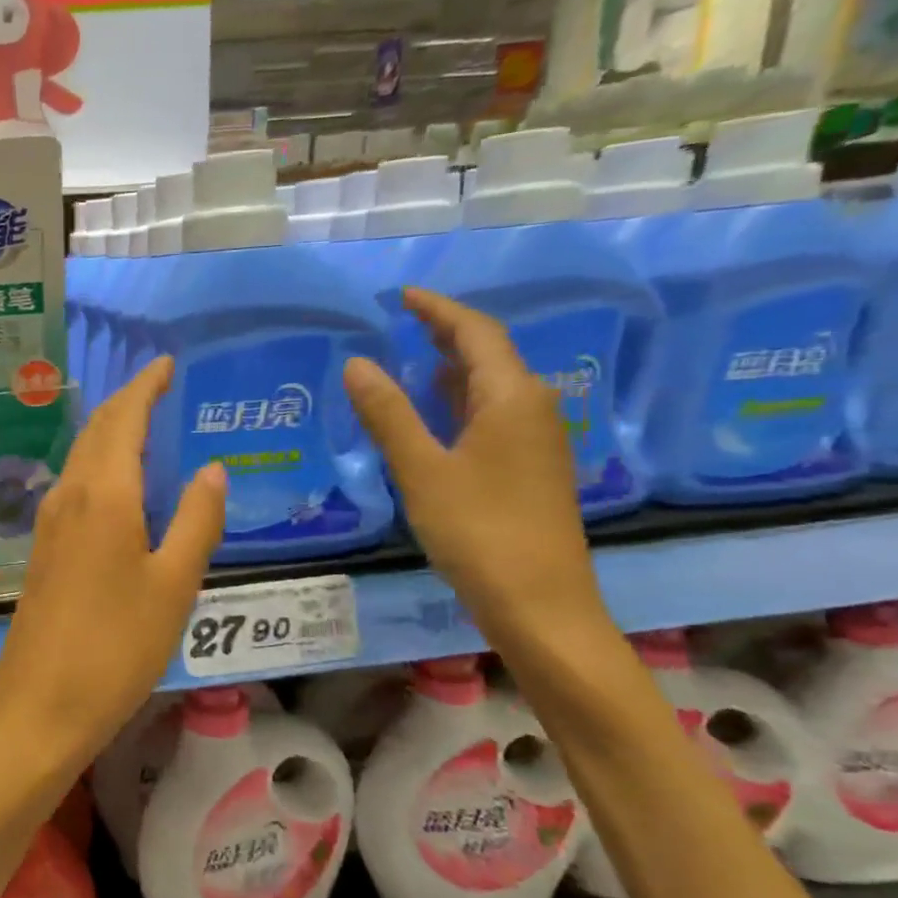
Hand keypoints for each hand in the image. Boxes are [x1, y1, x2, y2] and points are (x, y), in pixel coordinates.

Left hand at [0, 357, 225, 773]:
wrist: (40, 705)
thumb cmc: (116, 647)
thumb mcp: (174, 586)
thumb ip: (196, 521)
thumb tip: (212, 469)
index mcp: (104, 495)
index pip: (123, 420)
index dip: (144, 387)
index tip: (165, 364)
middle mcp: (69, 497)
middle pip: (96, 431)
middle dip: (126, 402)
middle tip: (159, 387)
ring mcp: (49, 524)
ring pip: (81, 458)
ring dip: (110, 432)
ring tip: (144, 425)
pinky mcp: (42, 551)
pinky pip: (74, 487)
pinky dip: (99, 466)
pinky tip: (118, 485)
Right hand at [343, 289, 608, 649]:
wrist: (539, 602)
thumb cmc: (478, 530)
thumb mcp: (422, 470)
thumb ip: (388, 414)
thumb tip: (358, 363)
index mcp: (511, 398)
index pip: (475, 333)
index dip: (438, 310)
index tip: (403, 296)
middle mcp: (533, 408)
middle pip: (490, 354)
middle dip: (447, 334)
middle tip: (404, 322)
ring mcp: (537, 439)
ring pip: (493, 386)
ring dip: (453, 368)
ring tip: (411, 361)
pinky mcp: (532, 467)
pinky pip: (495, 413)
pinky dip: (461, 401)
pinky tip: (436, 415)